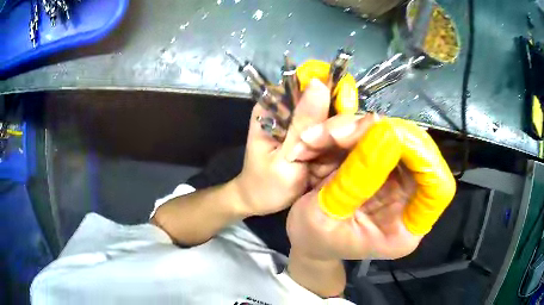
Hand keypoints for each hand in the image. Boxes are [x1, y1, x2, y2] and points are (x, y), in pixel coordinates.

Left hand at [234, 60, 359, 216]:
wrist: (261, 202)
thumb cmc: (265, 184)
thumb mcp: (283, 158)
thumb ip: (302, 124)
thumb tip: (319, 84)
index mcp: (274, 106)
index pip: (306, 84)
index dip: (329, 92)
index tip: (340, 116)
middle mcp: (291, 109)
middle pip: (326, 101)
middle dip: (334, 126)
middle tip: (327, 153)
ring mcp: (306, 123)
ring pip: (336, 120)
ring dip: (338, 141)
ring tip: (323, 166)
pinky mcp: (316, 137)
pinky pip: (337, 137)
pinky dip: (338, 150)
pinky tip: (330, 165)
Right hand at [286, 117, 455, 260]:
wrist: (305, 235)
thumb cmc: (313, 238)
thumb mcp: (323, 218)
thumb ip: (354, 182)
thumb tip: (383, 134)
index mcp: (403, 228)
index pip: (438, 190)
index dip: (425, 159)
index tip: (390, 139)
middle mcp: (407, 198)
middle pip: (415, 150)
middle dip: (376, 133)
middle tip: (335, 134)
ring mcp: (394, 177)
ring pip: (389, 134)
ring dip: (349, 129)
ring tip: (311, 141)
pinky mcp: (378, 161)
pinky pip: (368, 133)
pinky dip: (341, 131)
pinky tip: (314, 141)